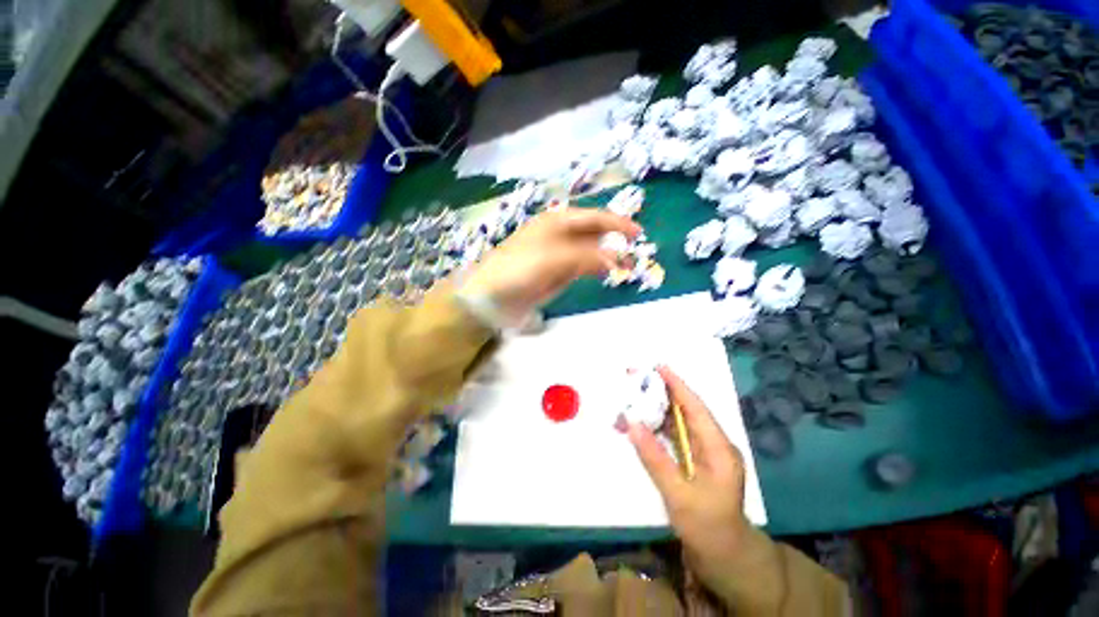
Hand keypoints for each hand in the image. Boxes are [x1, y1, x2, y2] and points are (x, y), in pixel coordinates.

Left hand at [459, 208, 640, 322]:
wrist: (491, 296)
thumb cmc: (519, 269)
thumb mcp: (554, 259)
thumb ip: (587, 257)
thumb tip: (616, 259)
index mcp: (557, 222)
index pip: (594, 217)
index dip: (616, 223)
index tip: (638, 233)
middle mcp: (559, 235)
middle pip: (593, 233)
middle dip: (614, 240)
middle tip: (634, 253)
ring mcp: (558, 255)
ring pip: (589, 251)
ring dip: (607, 256)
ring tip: (625, 266)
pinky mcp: (555, 273)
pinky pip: (581, 267)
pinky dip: (594, 268)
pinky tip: (604, 273)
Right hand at [626, 366, 761, 605]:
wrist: (726, 558)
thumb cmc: (708, 529)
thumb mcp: (680, 496)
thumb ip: (655, 458)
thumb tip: (632, 424)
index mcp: (718, 449)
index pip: (696, 408)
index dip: (678, 386)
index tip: (659, 367)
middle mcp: (713, 445)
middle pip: (686, 411)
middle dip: (662, 393)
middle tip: (637, 378)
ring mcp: (704, 454)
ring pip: (678, 423)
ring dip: (656, 410)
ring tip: (633, 396)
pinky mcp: (695, 462)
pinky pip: (674, 438)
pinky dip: (656, 429)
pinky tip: (640, 424)